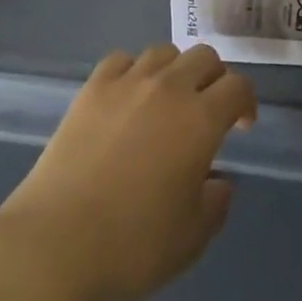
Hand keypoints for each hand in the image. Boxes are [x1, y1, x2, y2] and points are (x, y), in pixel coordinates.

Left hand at [0, 44, 256, 300]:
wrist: (56, 244)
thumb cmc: (131, 248)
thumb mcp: (190, 240)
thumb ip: (215, 203)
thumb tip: (217, 180)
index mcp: (200, 120)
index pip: (237, 86)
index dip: (246, 101)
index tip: (241, 125)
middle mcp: (168, 87)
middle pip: (204, 57)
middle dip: (214, 79)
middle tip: (208, 111)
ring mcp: (127, 81)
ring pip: (164, 52)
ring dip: (176, 71)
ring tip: (167, 102)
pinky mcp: (93, 86)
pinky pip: (123, 60)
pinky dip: (134, 71)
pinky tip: (128, 98)